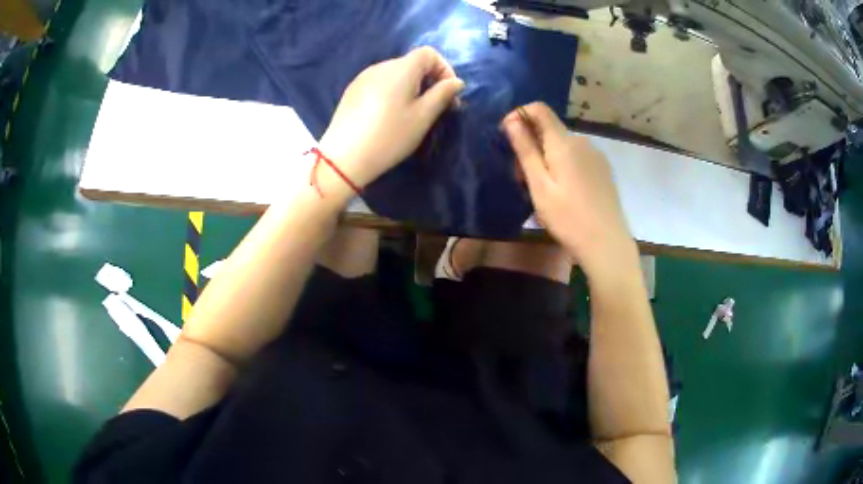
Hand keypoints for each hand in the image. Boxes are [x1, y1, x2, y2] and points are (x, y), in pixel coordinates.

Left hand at [318, 47, 464, 192]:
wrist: (344, 157)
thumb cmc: (390, 136)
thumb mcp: (423, 117)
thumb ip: (442, 94)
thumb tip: (456, 82)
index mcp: (401, 68)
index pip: (429, 53)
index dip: (444, 68)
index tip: (449, 93)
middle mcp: (381, 66)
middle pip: (412, 63)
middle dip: (429, 80)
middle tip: (435, 107)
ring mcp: (363, 77)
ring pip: (396, 74)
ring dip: (411, 87)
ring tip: (411, 113)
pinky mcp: (352, 91)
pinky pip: (380, 83)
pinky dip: (392, 92)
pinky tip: (388, 115)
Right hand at [502, 102, 636, 277]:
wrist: (606, 243)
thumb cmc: (568, 217)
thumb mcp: (539, 186)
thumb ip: (525, 150)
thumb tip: (512, 119)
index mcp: (564, 143)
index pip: (539, 109)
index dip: (520, 115)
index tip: (508, 136)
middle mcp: (582, 142)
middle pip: (550, 130)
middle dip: (531, 145)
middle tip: (522, 179)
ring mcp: (596, 155)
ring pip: (563, 146)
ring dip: (546, 158)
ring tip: (541, 190)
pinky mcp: (603, 169)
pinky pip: (577, 157)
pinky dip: (563, 166)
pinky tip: (563, 193)